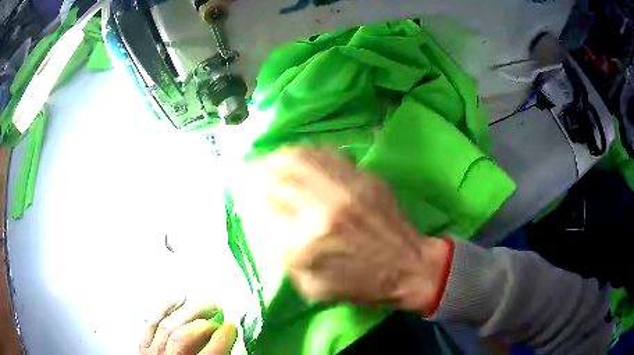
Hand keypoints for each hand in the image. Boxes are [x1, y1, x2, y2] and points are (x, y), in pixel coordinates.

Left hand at [140, 300, 236, 354]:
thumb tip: (234, 344)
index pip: (209, 354)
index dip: (221, 338)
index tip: (231, 327)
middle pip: (182, 338)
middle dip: (202, 323)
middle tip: (218, 314)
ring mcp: (153, 354)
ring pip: (165, 327)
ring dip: (185, 312)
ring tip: (202, 304)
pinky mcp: (144, 346)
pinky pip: (150, 324)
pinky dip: (163, 309)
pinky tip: (177, 301)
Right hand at [238, 147, 449, 313]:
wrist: (410, 267)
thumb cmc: (363, 285)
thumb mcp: (313, 287)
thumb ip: (284, 258)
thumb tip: (267, 227)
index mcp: (306, 243)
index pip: (263, 206)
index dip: (246, 193)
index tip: (239, 188)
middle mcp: (322, 208)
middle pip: (276, 175)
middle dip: (256, 170)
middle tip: (248, 169)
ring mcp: (346, 188)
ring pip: (300, 158)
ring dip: (278, 156)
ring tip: (269, 158)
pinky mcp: (364, 178)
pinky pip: (328, 154)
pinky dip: (307, 151)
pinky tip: (299, 155)